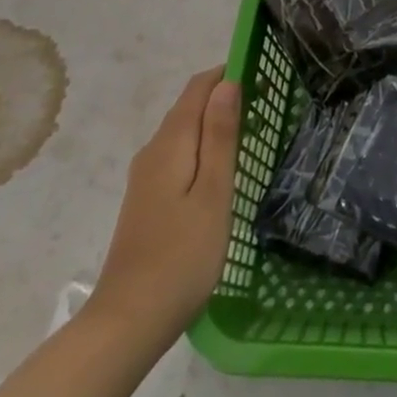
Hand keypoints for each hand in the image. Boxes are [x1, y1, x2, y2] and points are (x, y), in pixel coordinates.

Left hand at [87, 67, 240, 345]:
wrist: (128, 323)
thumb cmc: (182, 256)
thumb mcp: (214, 193)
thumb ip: (221, 136)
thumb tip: (227, 83)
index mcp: (170, 143)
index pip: (198, 87)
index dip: (228, 73)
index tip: (264, 76)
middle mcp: (153, 152)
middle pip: (189, 107)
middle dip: (225, 97)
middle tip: (268, 106)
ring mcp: (145, 178)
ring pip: (184, 132)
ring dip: (215, 124)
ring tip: (253, 134)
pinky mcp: (147, 200)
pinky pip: (179, 155)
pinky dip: (203, 148)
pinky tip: (223, 169)